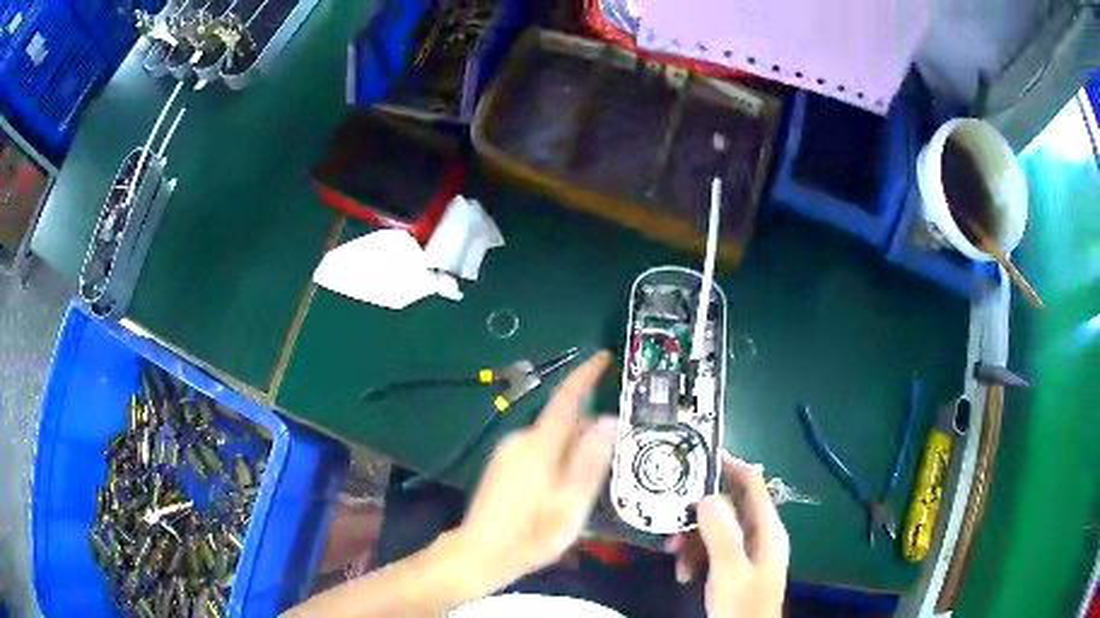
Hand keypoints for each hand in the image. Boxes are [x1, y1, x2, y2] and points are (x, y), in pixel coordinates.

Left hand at [453, 351, 616, 589]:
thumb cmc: (530, 535)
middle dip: (589, 426)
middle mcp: (520, 439)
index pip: (566, 398)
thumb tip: (610, 420)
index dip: (586, 374)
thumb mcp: (570, 506)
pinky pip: (538, 447)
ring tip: (589, 479)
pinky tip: (563, 486)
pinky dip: (557, 456)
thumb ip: (590, 462)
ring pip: (551, 435)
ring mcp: (507, 450)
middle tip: (614, 451)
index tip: (604, 357)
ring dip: (573, 446)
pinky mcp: (501, 463)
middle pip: (562, 420)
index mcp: (539, 445)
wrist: (479, 553)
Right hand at [666, 451, 788, 617]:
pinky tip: (683, 575)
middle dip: (699, 514)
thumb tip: (706, 495)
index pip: (752, 483)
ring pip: (716, 531)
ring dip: (693, 540)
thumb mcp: (729, 570)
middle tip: (671, 520)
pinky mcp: (734, 568)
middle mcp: (759, 535)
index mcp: (767, 529)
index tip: (697, 456)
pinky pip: (712, 551)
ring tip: (673, 556)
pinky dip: (695, 558)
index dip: (729, 466)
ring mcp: (747, 552)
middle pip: (729, 508)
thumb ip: (721, 533)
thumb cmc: (741, 604)